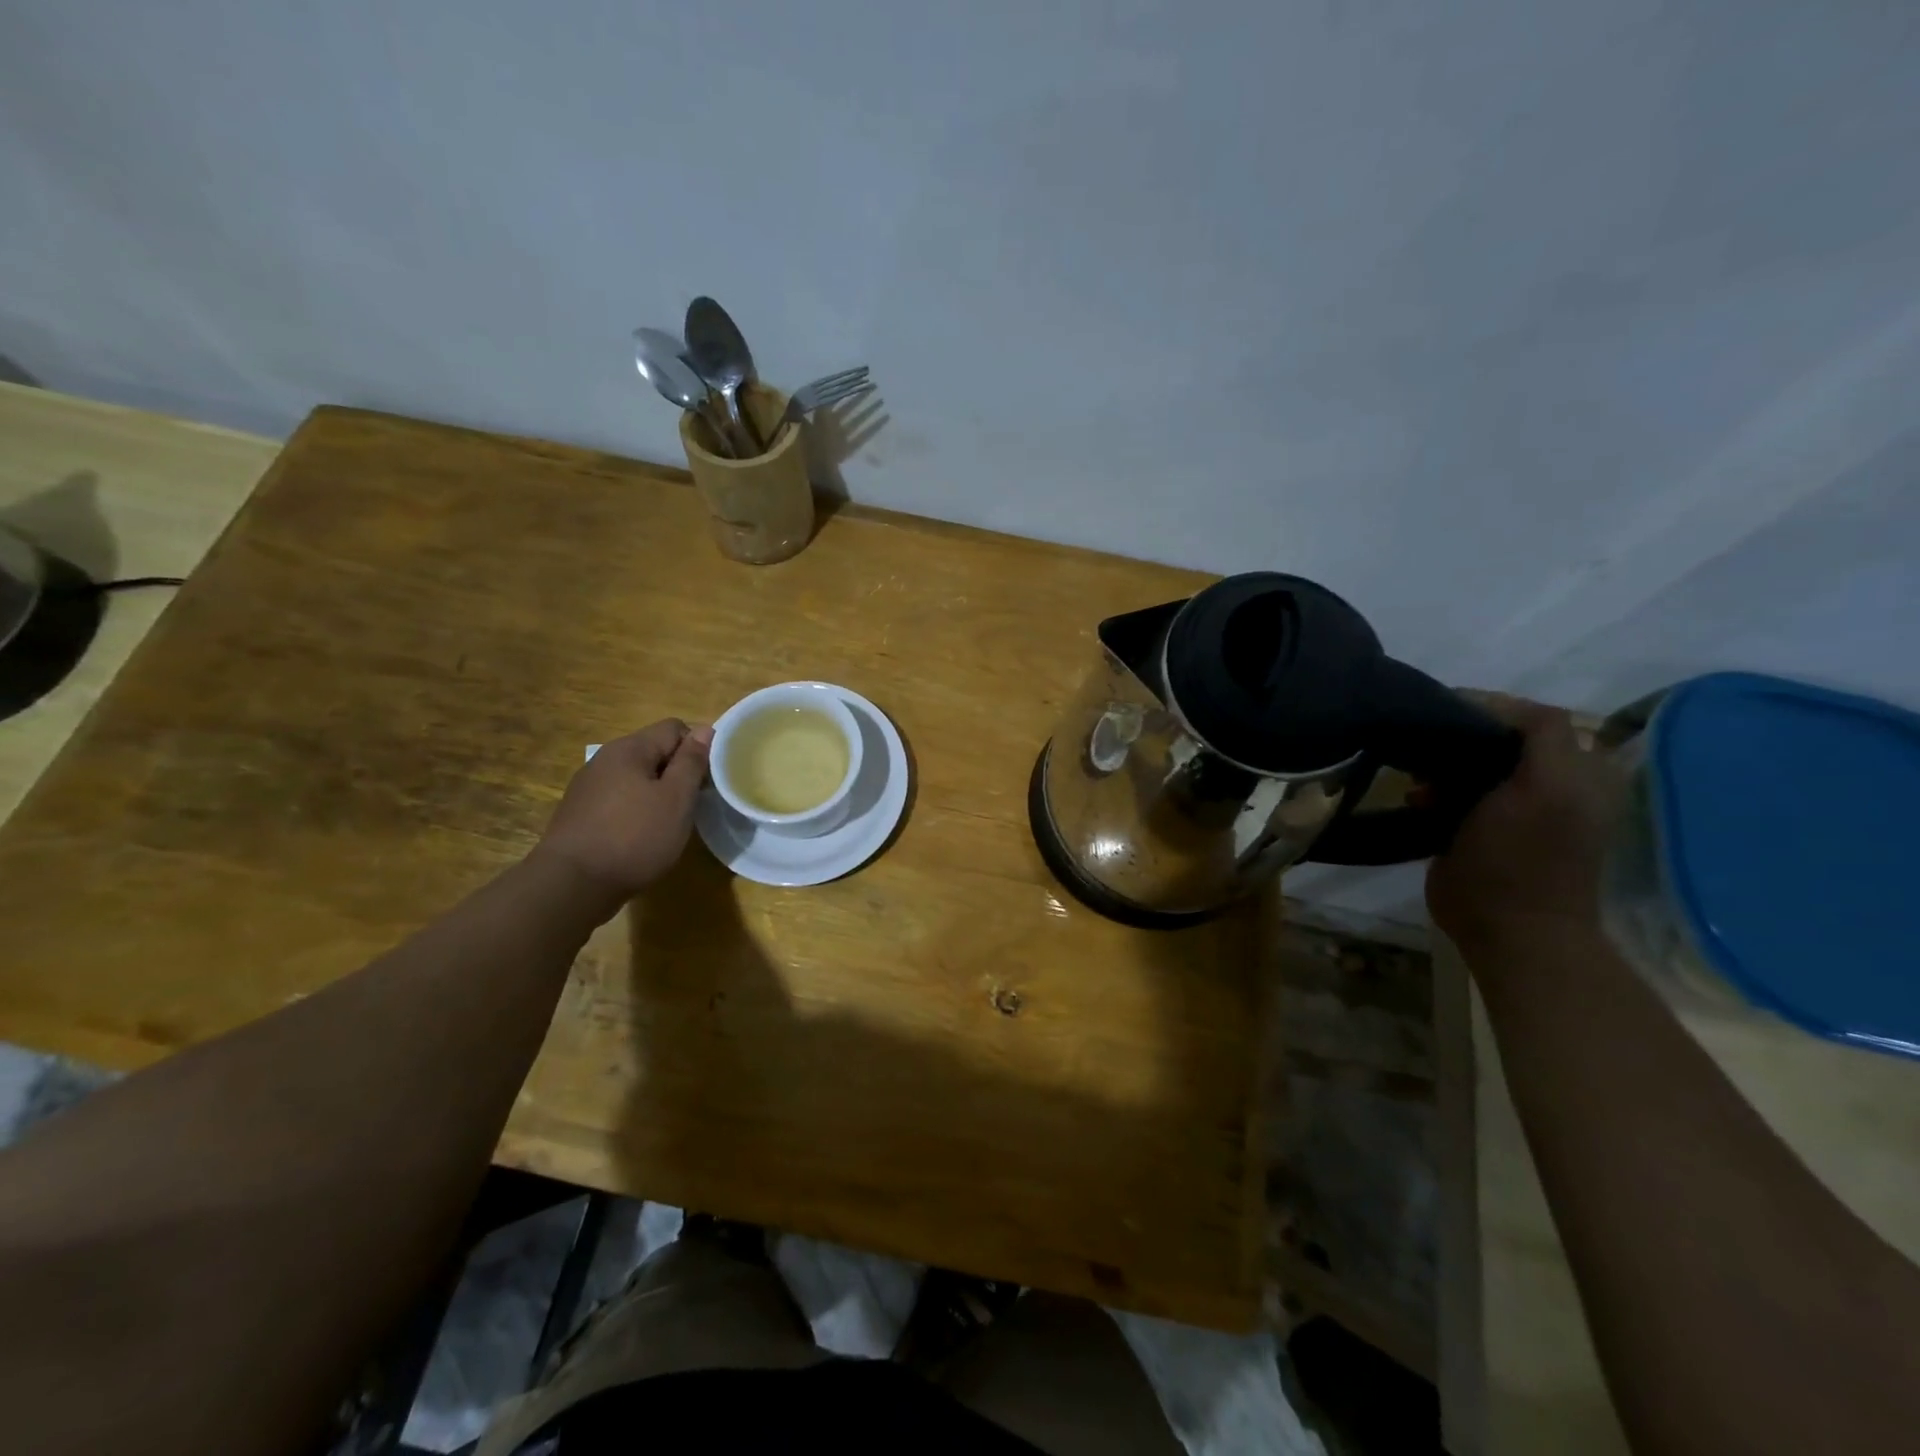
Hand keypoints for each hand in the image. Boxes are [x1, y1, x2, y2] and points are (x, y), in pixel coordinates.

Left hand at [535, 719, 711, 904]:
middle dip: (677, 772)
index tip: (706, 781)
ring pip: (636, 777)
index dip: (697, 748)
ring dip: (657, 793)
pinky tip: (640, 837)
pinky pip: (619, 799)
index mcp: (629, 749)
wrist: (572, 885)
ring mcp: (588, 786)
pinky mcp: (580, 813)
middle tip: (692, 805)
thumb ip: (691, 761)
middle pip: (653, 751)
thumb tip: (705, 730)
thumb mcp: (676, 799)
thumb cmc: (634, 837)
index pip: (674, 728)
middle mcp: (605, 759)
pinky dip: (636, 810)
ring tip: (668, 823)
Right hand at [1426, 696, 1622, 950]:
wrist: (1506, 928)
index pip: (1528, 719)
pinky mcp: (1475, 829)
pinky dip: (1431, 791)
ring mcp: (1508, 809)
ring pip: (1467, 765)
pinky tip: (1418, 800)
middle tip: (1428, 748)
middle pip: (1495, 739)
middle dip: (1458, 740)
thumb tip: (1500, 703)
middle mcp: (1545, 784)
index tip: (1444, 712)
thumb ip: (1543, 735)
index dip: (1488, 710)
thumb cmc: (1524, 856)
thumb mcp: (1547, 786)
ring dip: (1440, 768)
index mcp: (1574, 771)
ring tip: (1420, 781)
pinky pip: (1451, 793)